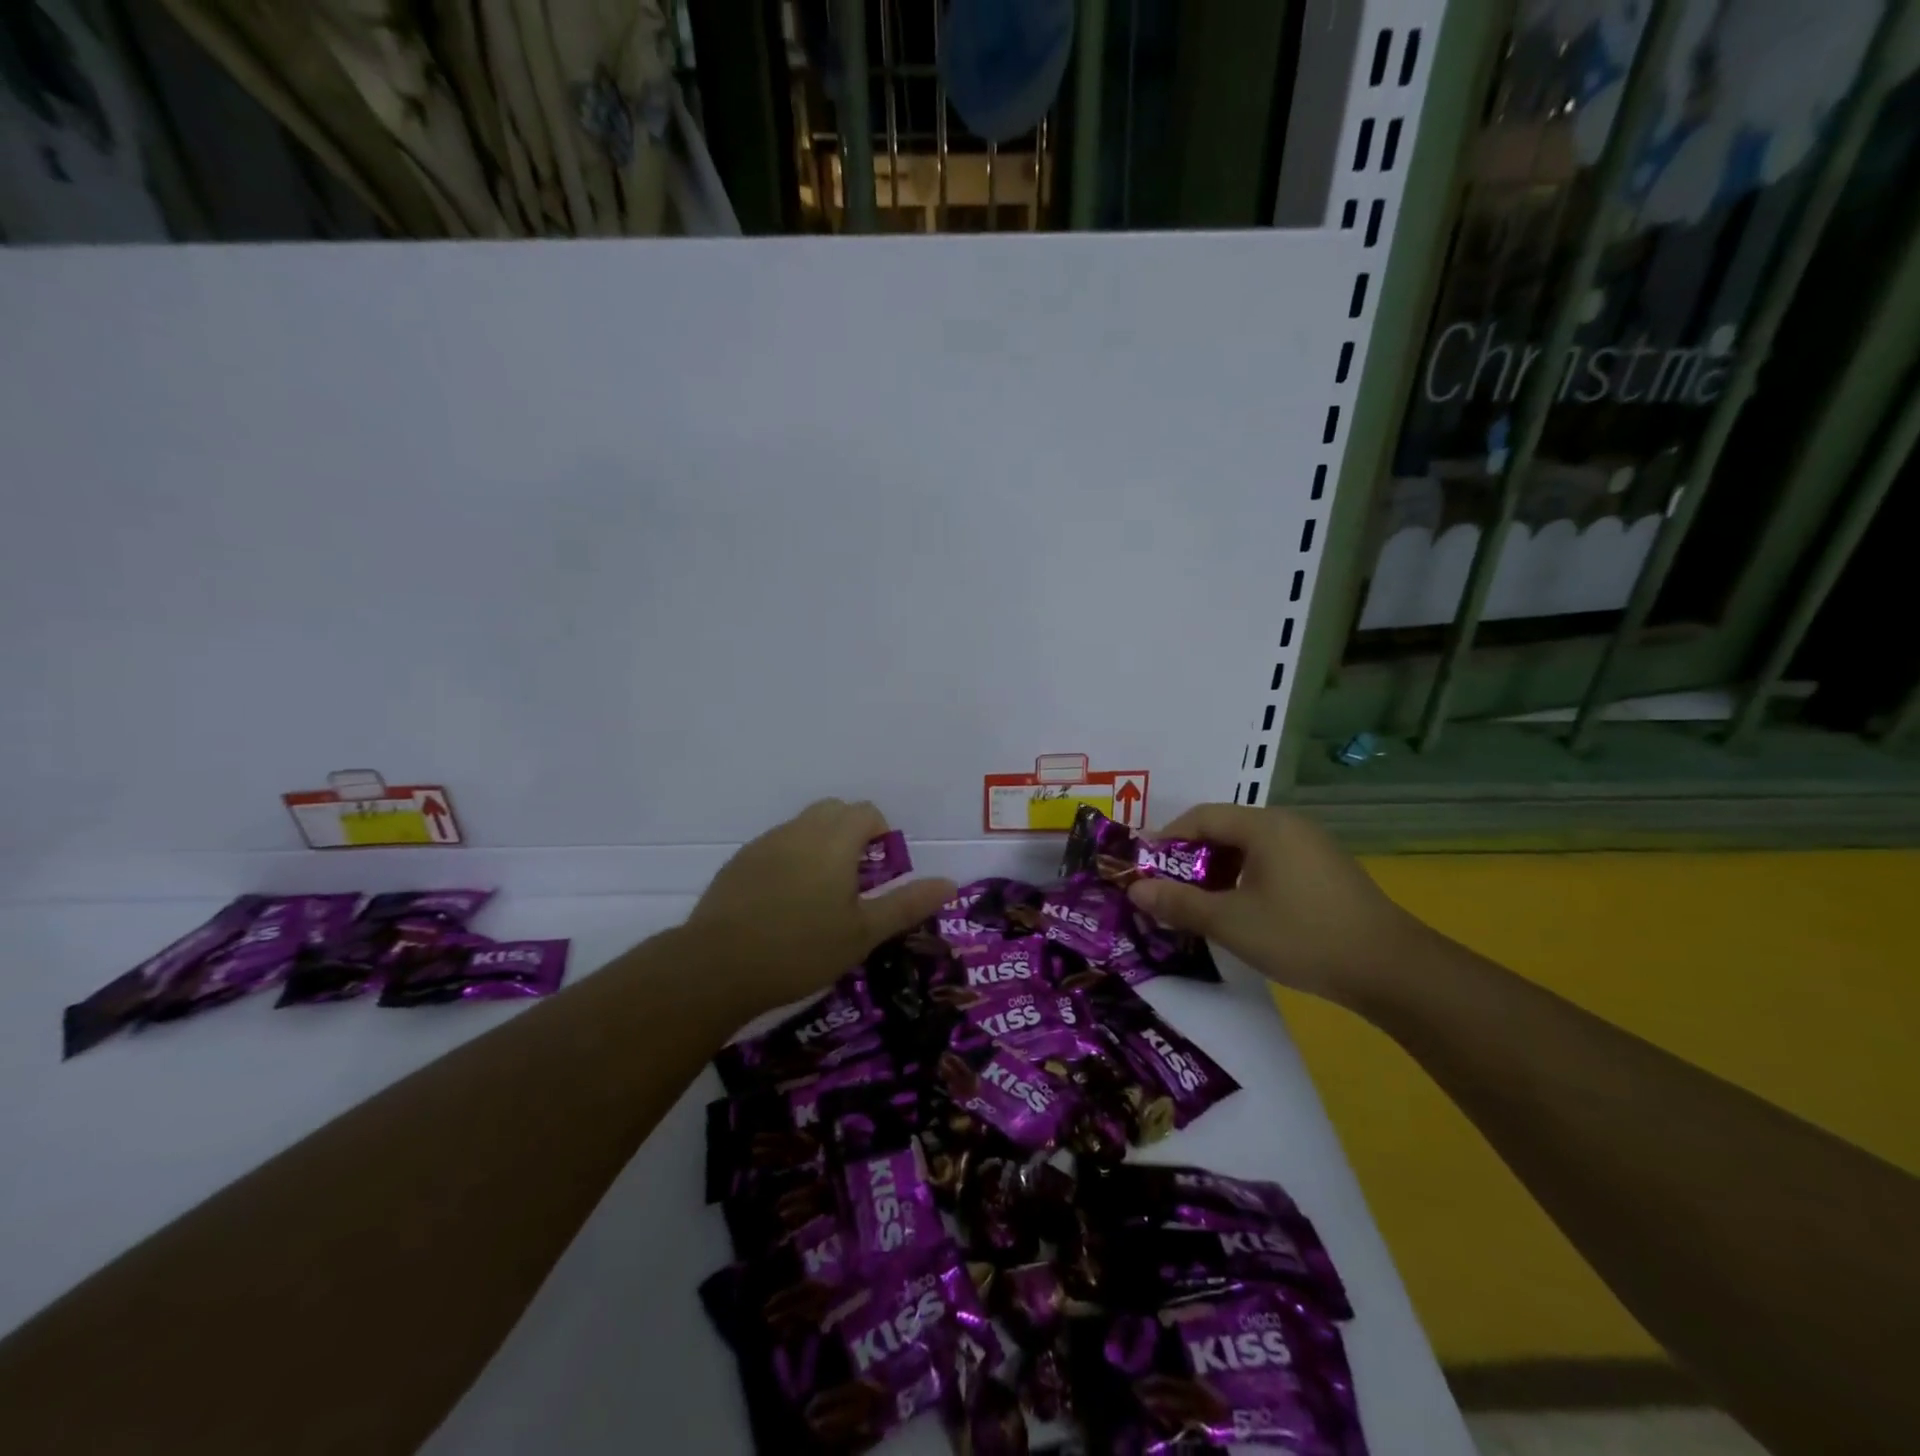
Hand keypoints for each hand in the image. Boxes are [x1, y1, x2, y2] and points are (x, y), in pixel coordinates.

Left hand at [685, 799, 955, 1016]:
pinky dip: (791, 859)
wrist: (717, 967)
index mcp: (833, 841)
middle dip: (852, 833)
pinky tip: (784, 903)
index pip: (866, 812)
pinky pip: (776, 846)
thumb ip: (906, 904)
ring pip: (803, 826)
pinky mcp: (739, 862)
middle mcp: (799, 831)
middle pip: (834, 811)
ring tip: (820, 895)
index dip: (881, 834)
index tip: (881, 872)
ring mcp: (765, 844)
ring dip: (821, 845)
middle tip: (856, 880)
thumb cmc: (801, 950)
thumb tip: (949, 883)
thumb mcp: (863, 933)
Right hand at [1123, 804, 1422, 1005]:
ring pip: (1247, 849)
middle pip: (1223, 830)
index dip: (1165, 840)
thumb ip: (1178, 903)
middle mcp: (1287, 825)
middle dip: (1189, 859)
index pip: (1200, 817)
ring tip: (1198, 906)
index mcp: (1264, 826)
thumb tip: (1134, 890)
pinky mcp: (1325, 871)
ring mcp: (1311, 847)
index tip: (1143, 870)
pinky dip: (1244, 880)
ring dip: (1216, 872)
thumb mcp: (1230, 922)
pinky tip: (1239, 912)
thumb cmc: (1302, 936)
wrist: (1392, 970)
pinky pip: (1270, 863)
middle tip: (1166, 891)